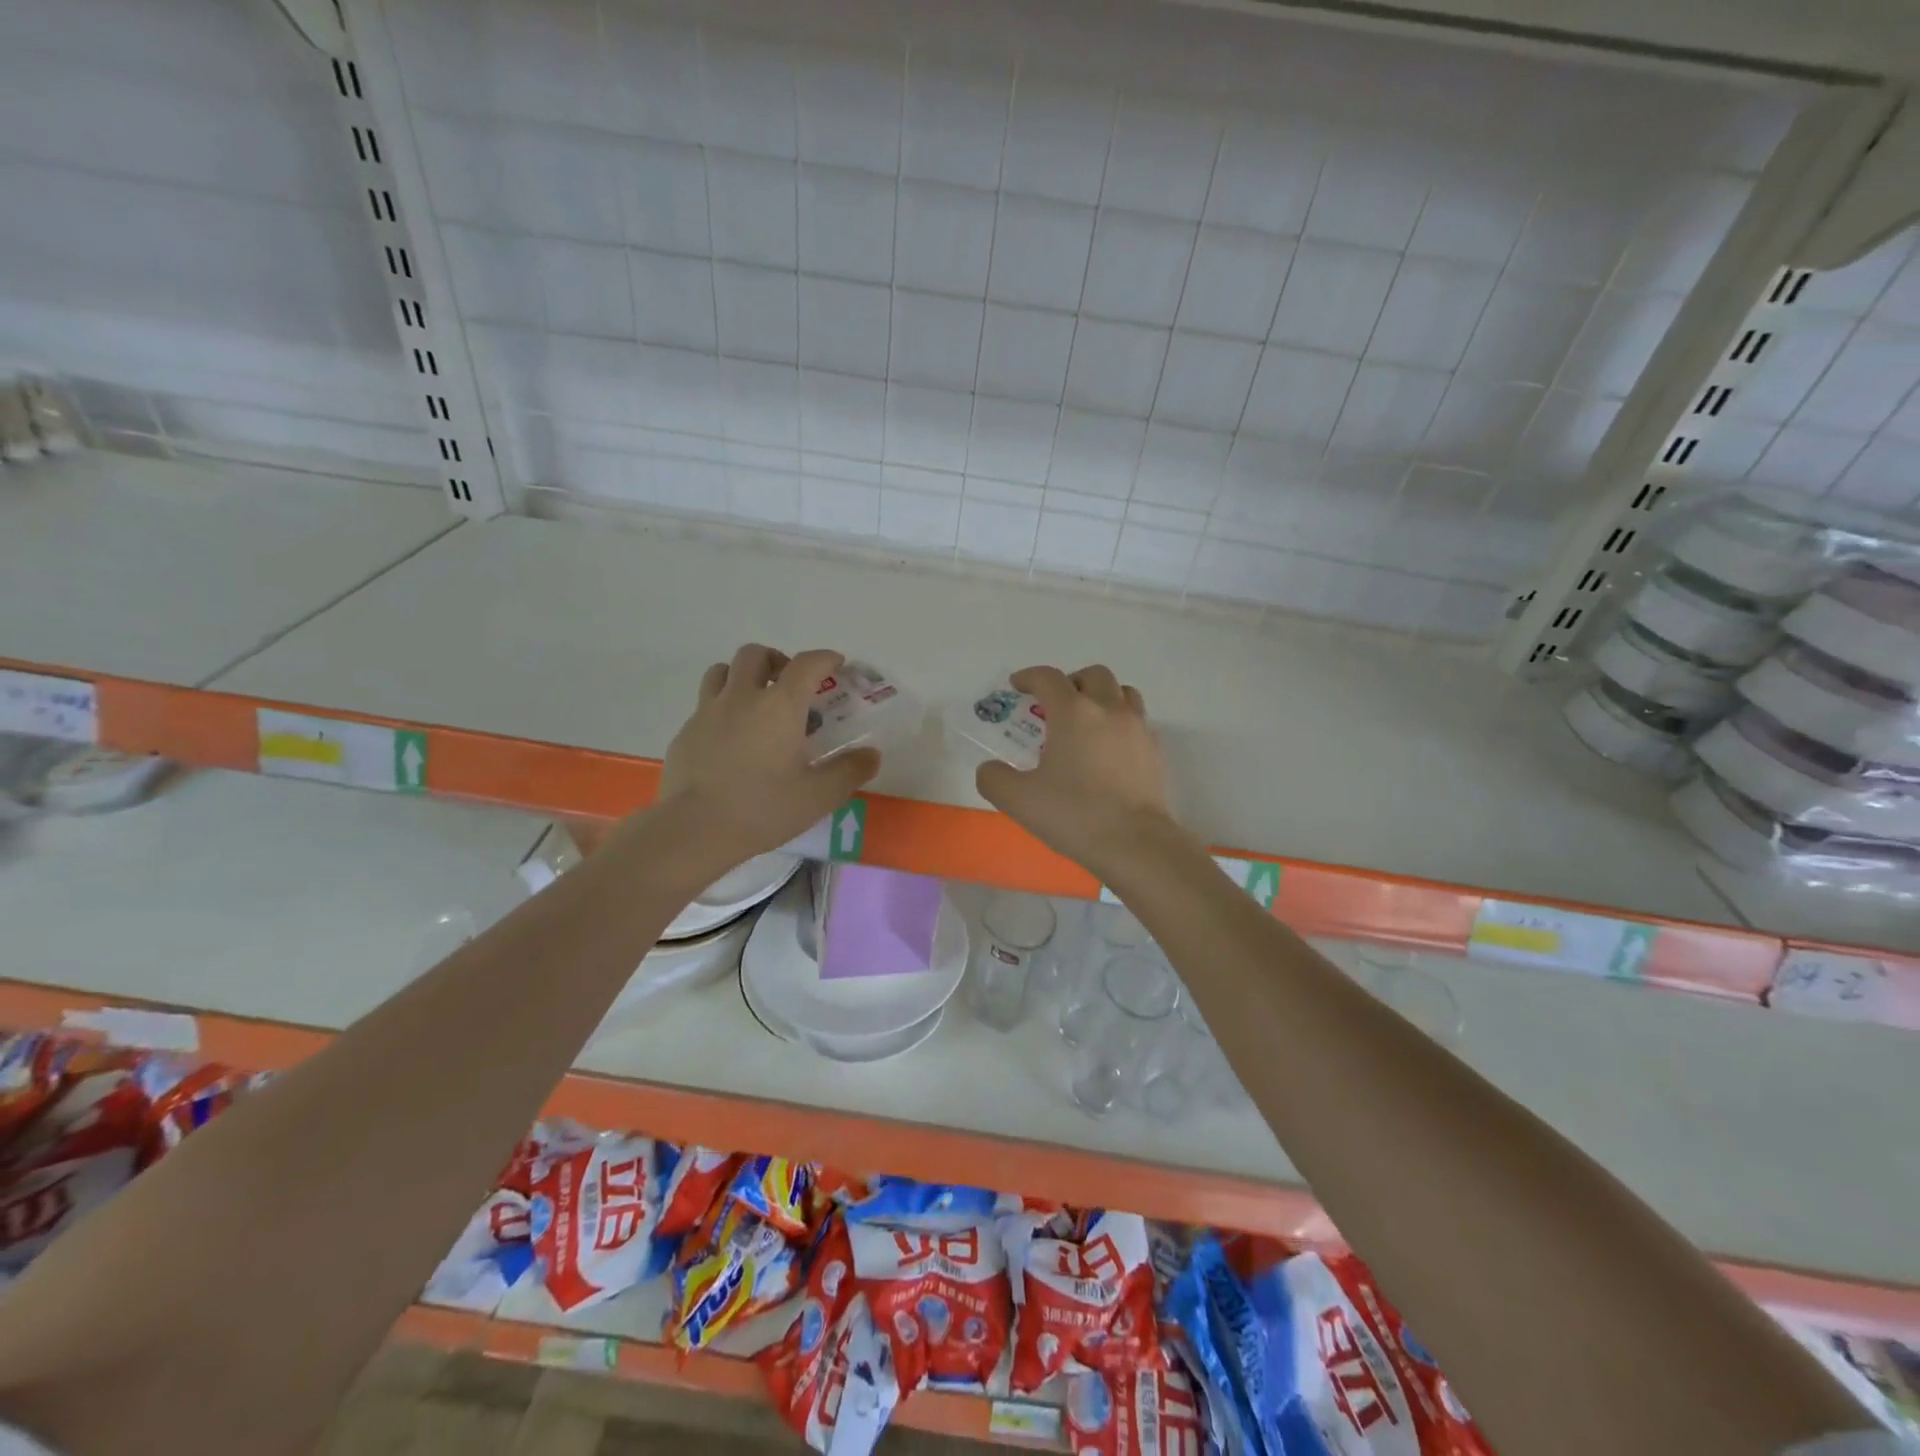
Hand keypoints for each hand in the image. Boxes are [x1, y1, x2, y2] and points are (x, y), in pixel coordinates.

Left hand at [657, 644, 880, 870]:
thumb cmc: (763, 809)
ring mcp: (708, 712)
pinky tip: (729, 739)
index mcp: (780, 706)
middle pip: (756, 654)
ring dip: (742, 676)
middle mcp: (742, 697)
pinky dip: (721, 708)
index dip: (825, 658)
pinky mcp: (685, 732)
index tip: (836, 665)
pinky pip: (704, 705)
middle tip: (789, 685)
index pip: (807, 663)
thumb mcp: (819, 797)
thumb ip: (849, 772)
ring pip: (721, 671)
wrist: (694, 830)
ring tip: (755, 701)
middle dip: (777, 660)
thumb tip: (871, 755)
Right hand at [975, 665, 1183, 881]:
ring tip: (1086, 722)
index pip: (1048, 678)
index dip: (1029, 677)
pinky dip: (1120, 723)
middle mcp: (1109, 710)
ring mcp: (1138, 729)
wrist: (1135, 844)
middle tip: (1055, 706)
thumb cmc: (1074, 814)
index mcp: (1074, 713)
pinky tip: (1107, 750)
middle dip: (1070, 682)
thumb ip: (994, 778)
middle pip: (1093, 675)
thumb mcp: (1018, 800)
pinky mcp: (1155, 752)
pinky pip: (1137, 721)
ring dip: (1101, 697)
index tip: (1017, 686)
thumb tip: (991, 769)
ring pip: (1122, 692)